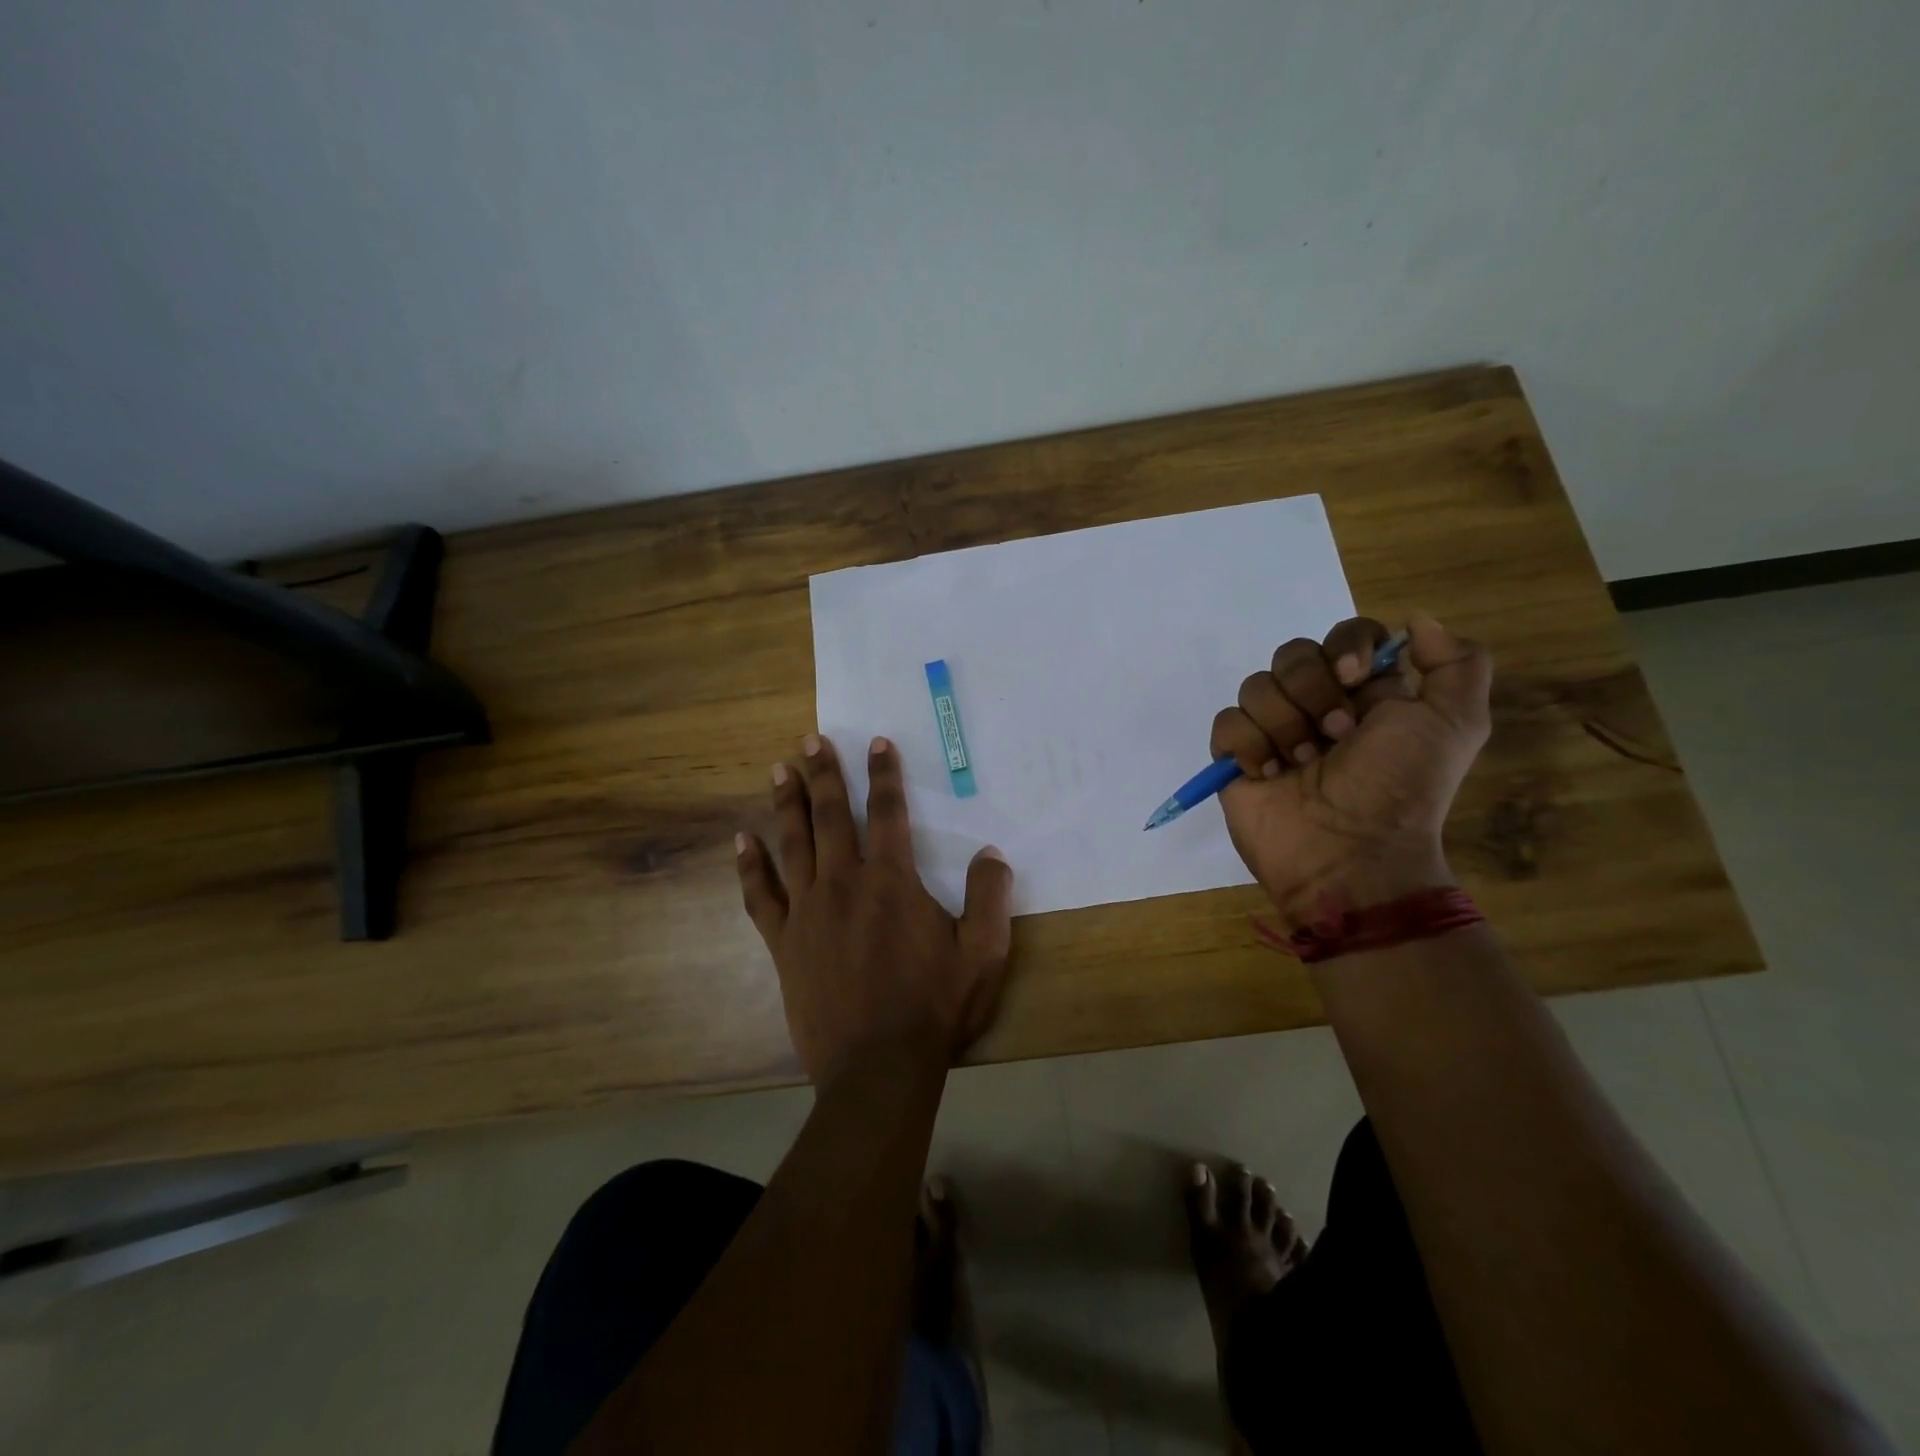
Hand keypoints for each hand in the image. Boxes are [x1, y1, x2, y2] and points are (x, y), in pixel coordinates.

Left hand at [736, 734, 1014, 1086]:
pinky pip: (760, 896)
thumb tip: (992, 854)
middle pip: (830, 816)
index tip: (875, 742)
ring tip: (778, 769)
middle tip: (811, 740)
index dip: (883, 773)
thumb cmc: (933, 1007)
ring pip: (793, 844)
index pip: (887, 811)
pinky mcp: (783, 943)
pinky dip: (750, 867)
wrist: (878, 1067)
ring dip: (786, 803)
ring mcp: (807, 912)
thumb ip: (989, 898)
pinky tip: (741, 841)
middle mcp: (844, 884)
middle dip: (823, 774)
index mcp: (891, 881)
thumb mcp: (982, 954)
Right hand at [1209, 613, 1490, 923]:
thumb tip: (1417, 621)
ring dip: (1284, 725)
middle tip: (1336, 736)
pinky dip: (1249, 746)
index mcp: (1365, 692)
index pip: (1346, 635)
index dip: (1347, 647)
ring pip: (1256, 686)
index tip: (1356, 678)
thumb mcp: (1456, 724)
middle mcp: (1316, 704)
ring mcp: (1272, 730)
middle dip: (1313, 692)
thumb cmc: (1400, 789)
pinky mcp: (1236, 758)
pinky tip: (1269, 774)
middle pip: (1293, 654)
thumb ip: (1457, 663)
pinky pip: (1227, 723)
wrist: (1351, 854)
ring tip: (1302, 765)